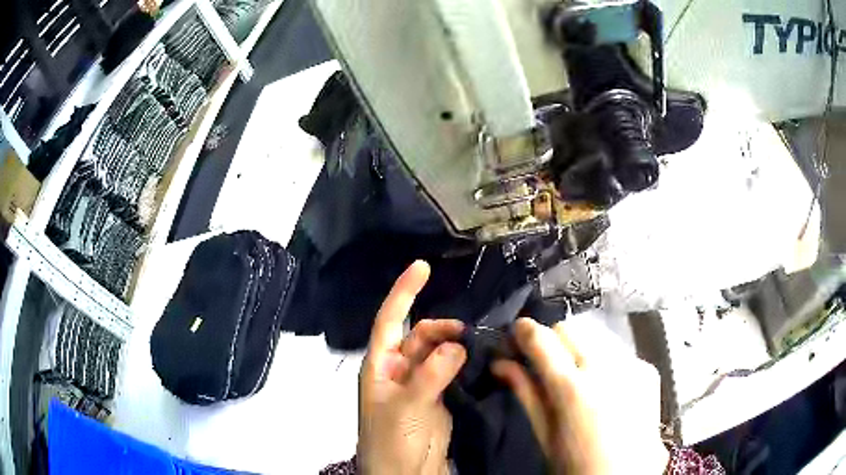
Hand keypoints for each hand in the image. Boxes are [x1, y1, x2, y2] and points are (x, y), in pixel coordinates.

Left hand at [357, 261, 467, 474]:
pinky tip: (478, 359)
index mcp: (380, 366)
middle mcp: (398, 370)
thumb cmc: (392, 441)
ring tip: (475, 347)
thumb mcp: (406, 407)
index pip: (389, 320)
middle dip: (441, 329)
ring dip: (455, 346)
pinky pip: (451, 371)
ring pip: (438, 353)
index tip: (422, 266)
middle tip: (467, 334)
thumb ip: (430, 374)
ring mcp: (420, 384)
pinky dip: (463, 363)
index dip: (403, 292)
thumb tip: (457, 345)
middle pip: (420, 336)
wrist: (405, 474)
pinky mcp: (438, 397)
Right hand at [493, 318, 668, 474]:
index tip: (516, 335)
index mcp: (572, 389)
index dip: (524, 332)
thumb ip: (526, 394)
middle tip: (545, 363)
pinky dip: (605, 363)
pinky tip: (606, 389)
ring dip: (580, 350)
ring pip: (596, 337)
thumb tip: (502, 364)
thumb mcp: (545, 435)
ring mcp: (631, 366)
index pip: (542, 339)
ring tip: (579, 380)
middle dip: (553, 340)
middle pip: (570, 328)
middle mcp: (605, 368)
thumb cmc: (576, 465)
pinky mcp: (648, 370)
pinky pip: (618, 353)